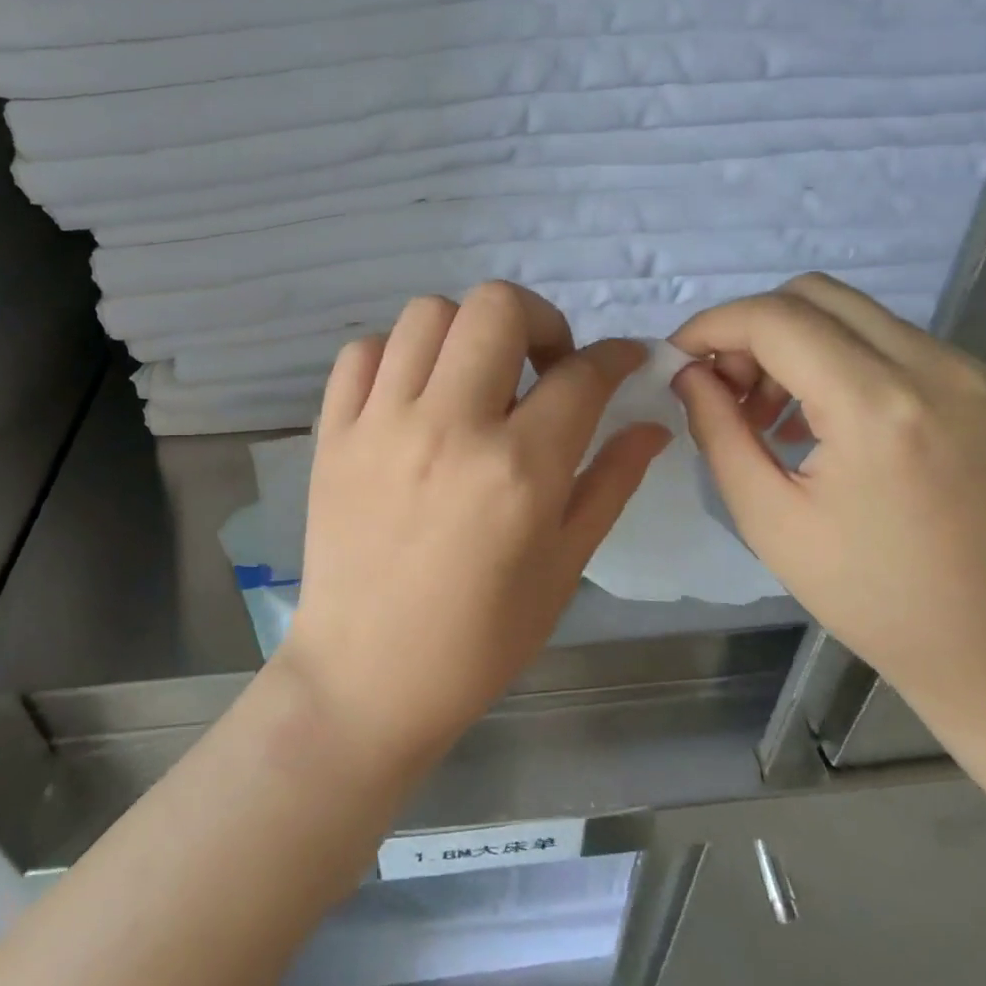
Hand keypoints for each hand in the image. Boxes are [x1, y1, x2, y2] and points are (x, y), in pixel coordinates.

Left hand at [282, 282, 670, 769]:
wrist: (367, 677)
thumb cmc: (479, 638)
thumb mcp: (564, 567)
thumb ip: (610, 483)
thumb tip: (652, 426)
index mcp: (519, 469)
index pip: (581, 374)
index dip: (614, 356)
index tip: (621, 360)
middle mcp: (449, 427)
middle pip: (497, 307)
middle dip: (539, 320)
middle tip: (544, 367)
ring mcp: (381, 424)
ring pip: (428, 314)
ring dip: (467, 331)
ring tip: (476, 377)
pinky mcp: (333, 434)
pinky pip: (363, 353)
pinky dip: (397, 355)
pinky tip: (414, 394)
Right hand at [670, 274, 985, 712]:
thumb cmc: (869, 595)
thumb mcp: (768, 518)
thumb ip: (718, 431)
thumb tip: (689, 373)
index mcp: (877, 409)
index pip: (776, 319)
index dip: (713, 326)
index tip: (679, 359)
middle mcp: (936, 369)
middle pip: (816, 295)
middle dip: (753, 328)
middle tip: (729, 390)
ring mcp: (974, 373)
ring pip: (856, 314)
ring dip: (797, 344)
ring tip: (778, 415)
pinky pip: (896, 342)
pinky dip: (843, 361)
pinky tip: (832, 423)